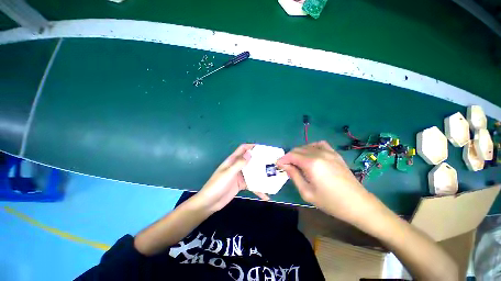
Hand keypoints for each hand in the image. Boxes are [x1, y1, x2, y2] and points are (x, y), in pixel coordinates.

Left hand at [195, 144, 269, 212]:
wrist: (210, 202)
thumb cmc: (217, 185)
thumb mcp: (229, 173)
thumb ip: (239, 163)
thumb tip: (250, 153)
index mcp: (232, 160)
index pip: (242, 149)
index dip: (251, 146)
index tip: (263, 148)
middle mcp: (237, 166)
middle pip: (250, 160)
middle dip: (259, 160)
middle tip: (271, 162)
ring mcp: (240, 176)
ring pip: (252, 172)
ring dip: (260, 174)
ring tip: (272, 176)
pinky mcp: (241, 185)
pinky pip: (251, 184)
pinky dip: (258, 189)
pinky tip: (265, 195)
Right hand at [277, 141, 372, 221]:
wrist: (358, 204)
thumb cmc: (330, 202)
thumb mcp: (307, 192)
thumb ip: (294, 176)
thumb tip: (285, 165)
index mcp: (311, 163)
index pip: (291, 155)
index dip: (283, 159)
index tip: (278, 165)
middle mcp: (319, 154)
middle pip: (298, 150)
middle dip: (289, 157)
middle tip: (287, 166)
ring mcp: (329, 152)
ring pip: (307, 146)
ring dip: (299, 153)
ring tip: (297, 162)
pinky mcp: (335, 154)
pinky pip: (319, 144)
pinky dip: (311, 147)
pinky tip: (311, 155)